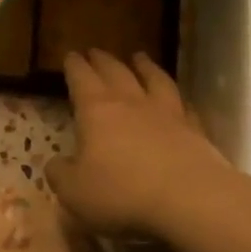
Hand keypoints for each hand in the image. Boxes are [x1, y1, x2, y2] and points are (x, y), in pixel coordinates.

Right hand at [46, 50, 230, 237]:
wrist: (189, 199)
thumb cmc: (121, 193)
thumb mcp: (74, 191)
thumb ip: (60, 174)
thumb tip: (56, 163)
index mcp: (97, 111)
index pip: (81, 79)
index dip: (74, 66)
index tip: (70, 55)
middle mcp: (132, 103)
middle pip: (116, 72)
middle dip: (103, 61)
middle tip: (95, 52)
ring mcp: (167, 113)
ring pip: (154, 80)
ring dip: (145, 67)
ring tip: (139, 57)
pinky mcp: (195, 130)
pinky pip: (184, 106)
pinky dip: (177, 98)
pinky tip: (178, 99)